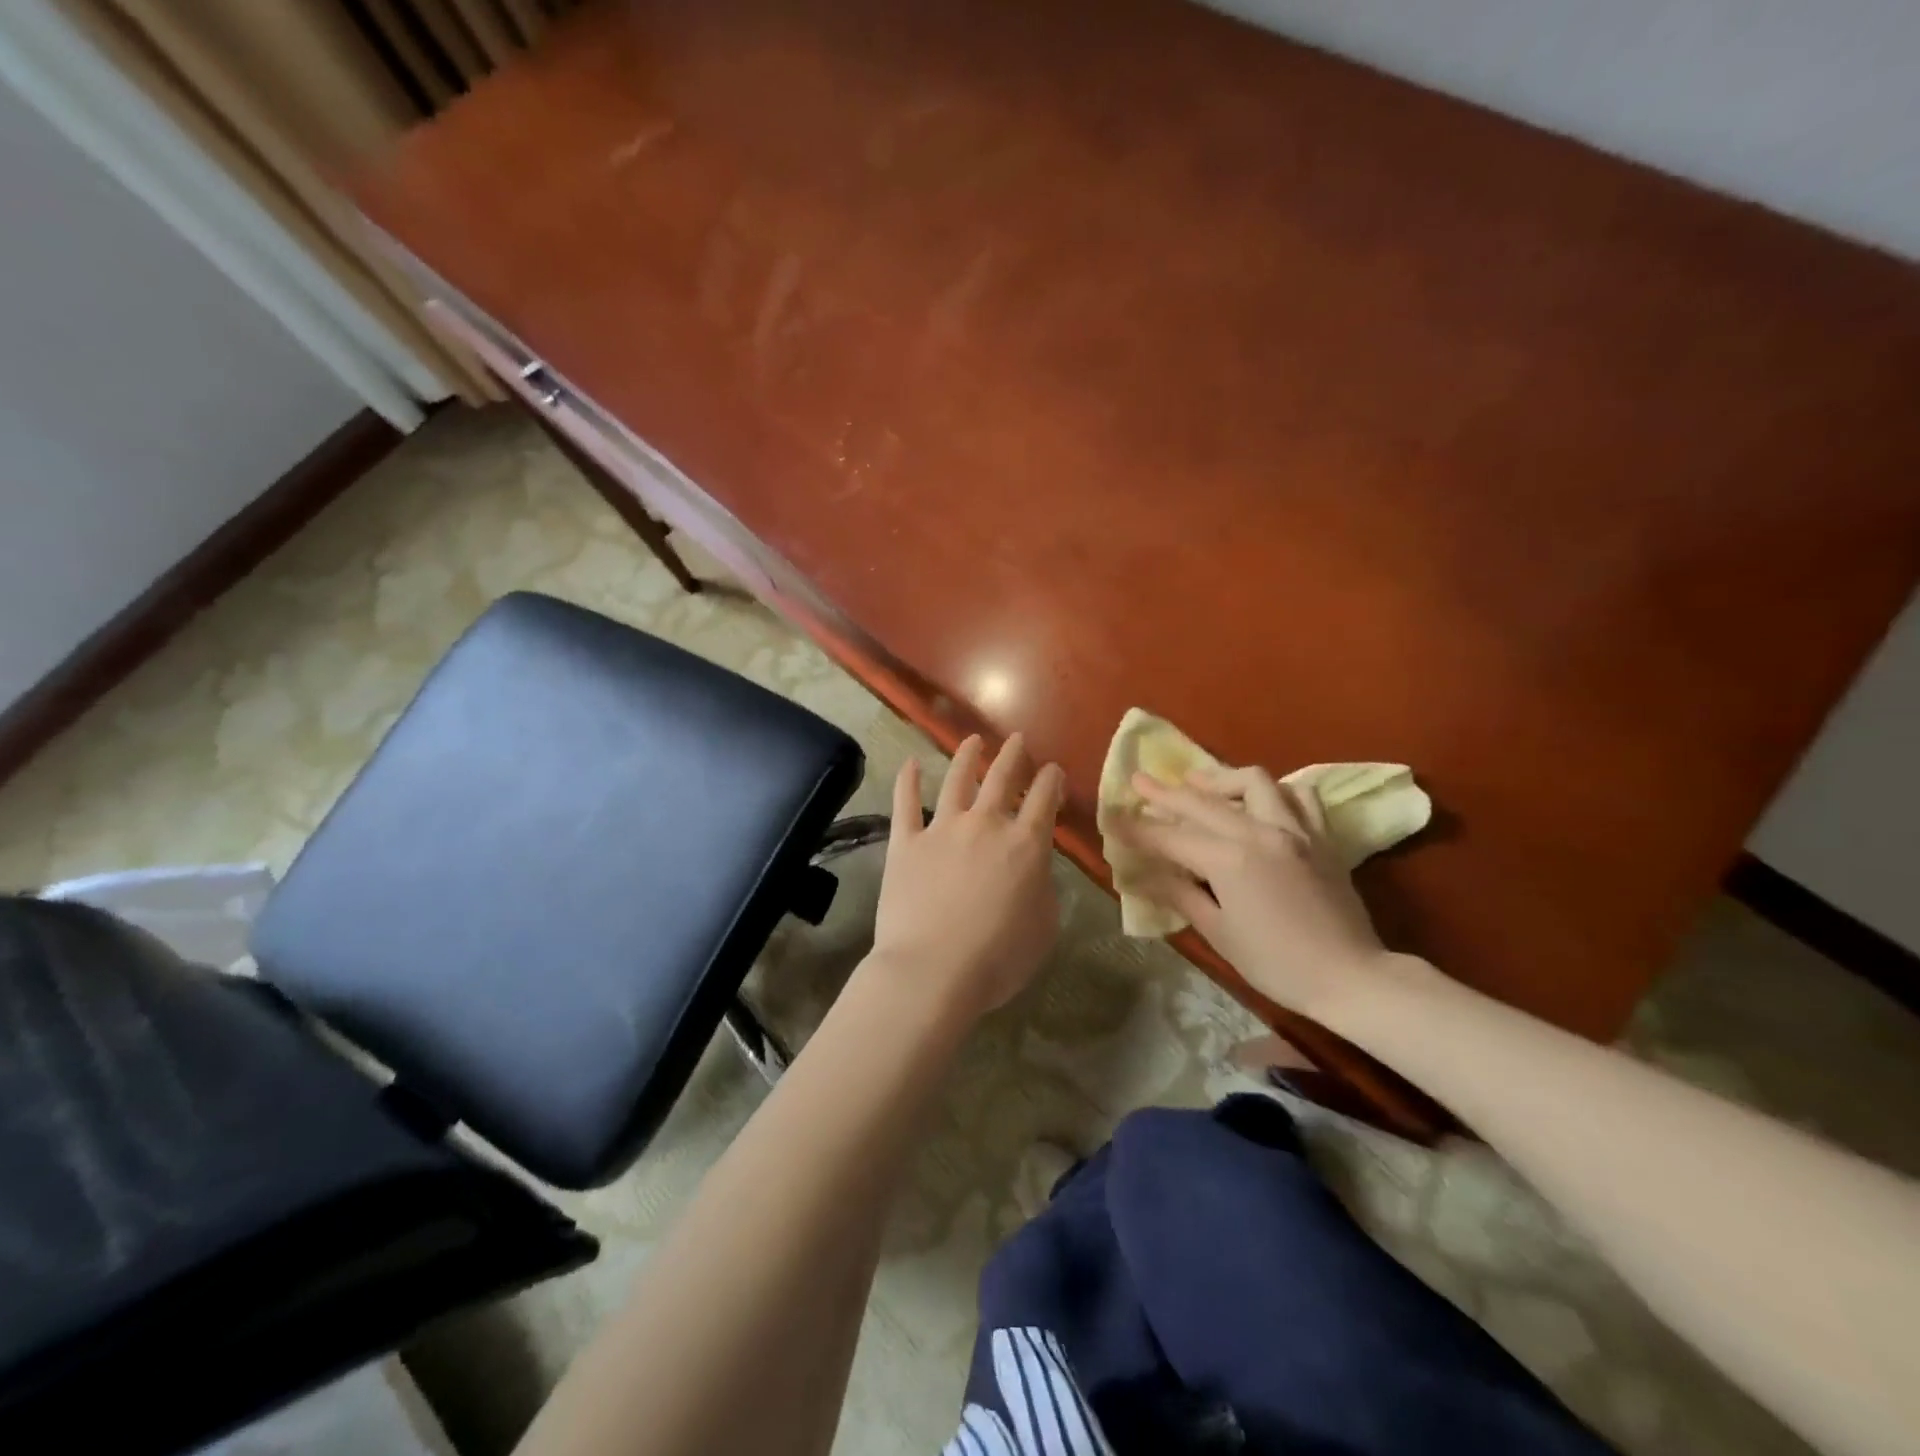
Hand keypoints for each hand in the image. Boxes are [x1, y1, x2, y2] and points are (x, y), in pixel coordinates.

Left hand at [869, 733, 1065, 1018]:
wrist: (933, 970)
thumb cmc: (998, 958)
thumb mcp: (1044, 927)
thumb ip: (1043, 888)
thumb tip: (1034, 869)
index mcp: (1025, 844)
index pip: (1044, 797)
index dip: (1051, 779)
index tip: (1052, 771)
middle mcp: (985, 824)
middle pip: (1002, 777)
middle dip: (1013, 755)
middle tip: (1017, 740)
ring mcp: (942, 829)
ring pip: (957, 779)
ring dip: (967, 756)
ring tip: (973, 741)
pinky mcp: (905, 842)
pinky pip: (905, 802)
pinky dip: (908, 780)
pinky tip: (910, 764)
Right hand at [1114, 766, 1386, 1016]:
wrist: (1352, 977)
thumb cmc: (1278, 965)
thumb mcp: (1219, 934)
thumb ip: (1181, 895)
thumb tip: (1145, 875)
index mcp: (1229, 859)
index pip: (1170, 836)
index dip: (1137, 828)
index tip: (1112, 816)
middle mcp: (1260, 831)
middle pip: (1202, 801)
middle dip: (1165, 791)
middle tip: (1138, 779)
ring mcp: (1295, 828)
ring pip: (1252, 781)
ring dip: (1219, 779)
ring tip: (1198, 783)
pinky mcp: (1321, 835)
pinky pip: (1297, 794)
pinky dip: (1272, 790)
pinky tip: (1258, 800)